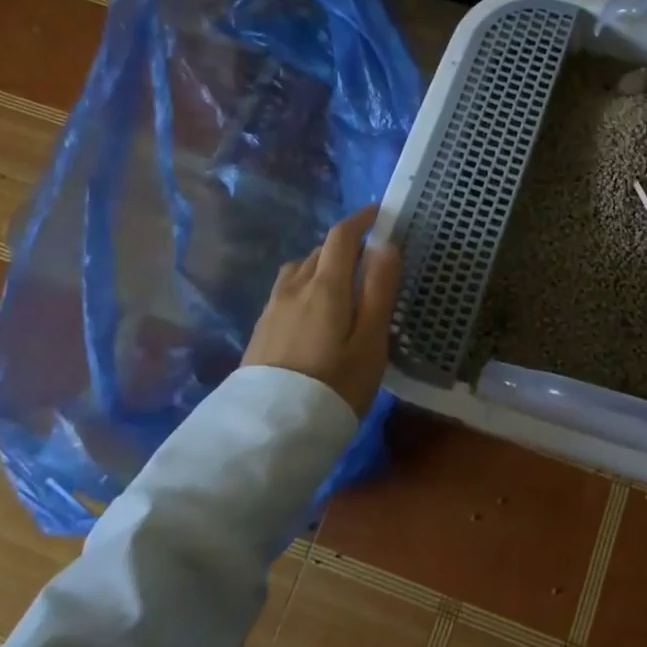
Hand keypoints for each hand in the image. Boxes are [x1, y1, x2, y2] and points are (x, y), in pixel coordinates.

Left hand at [243, 204, 400, 415]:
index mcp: (325, 285)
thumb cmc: (335, 385)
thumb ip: (380, 290)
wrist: (270, 432)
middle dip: (346, 245)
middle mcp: (294, 287)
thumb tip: (386, 244)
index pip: (341, 236)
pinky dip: (306, 287)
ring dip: (322, 266)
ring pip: (300, 270)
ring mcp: (272, 308)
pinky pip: (287, 291)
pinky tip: (314, 313)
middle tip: (371, 260)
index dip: (361, 219)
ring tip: (342, 286)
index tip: (380, 214)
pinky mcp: (261, 329)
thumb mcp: (371, 341)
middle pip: (320, 251)